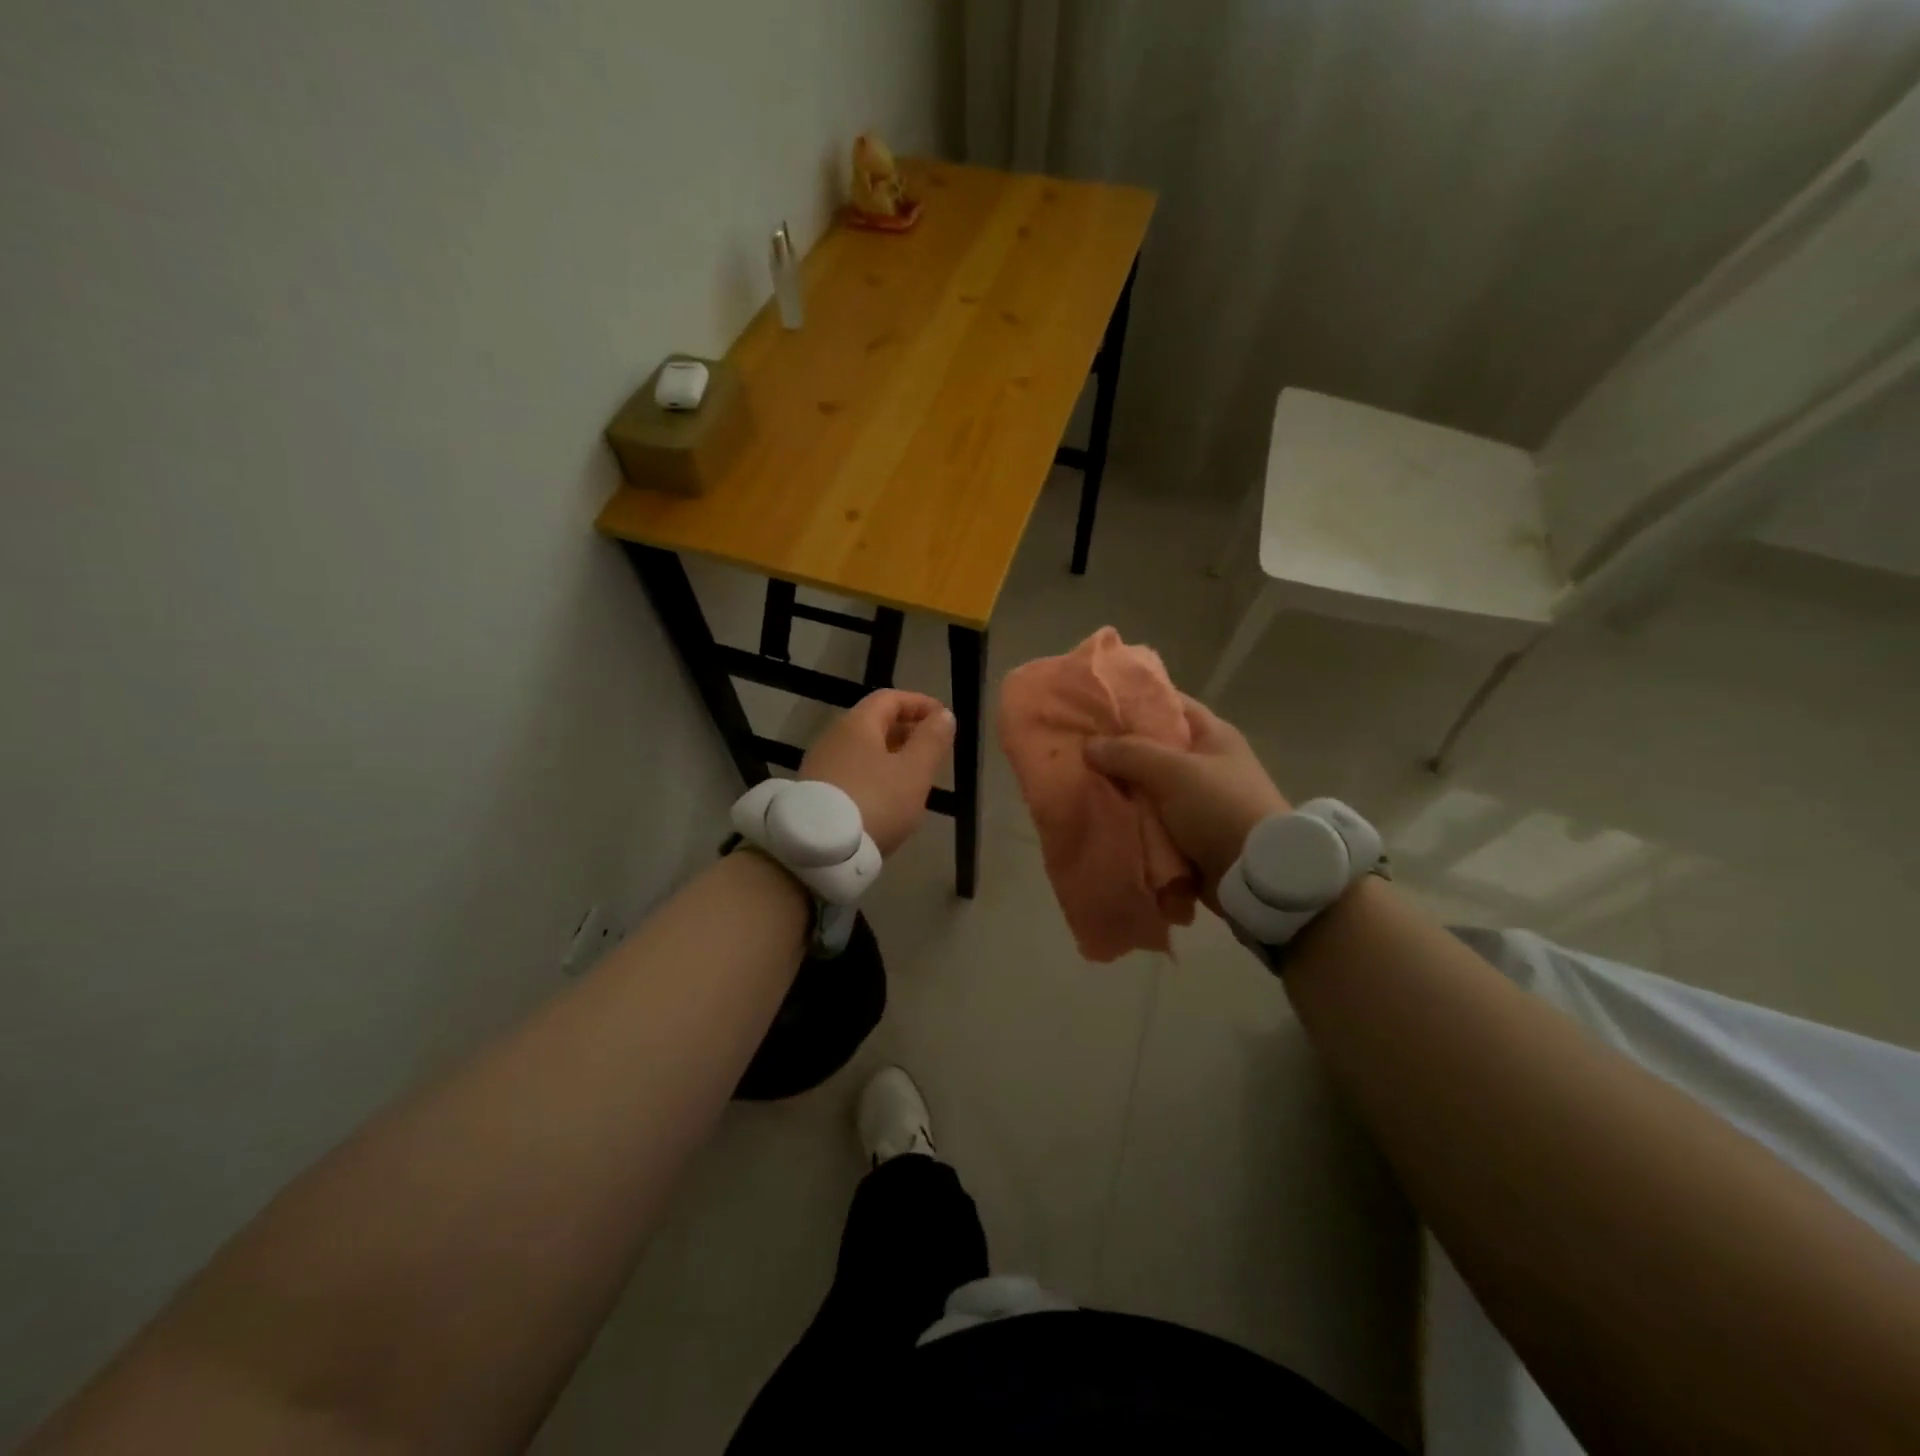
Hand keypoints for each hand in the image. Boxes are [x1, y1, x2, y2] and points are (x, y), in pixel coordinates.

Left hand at [801, 689, 954, 856]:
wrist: (819, 850)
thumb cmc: (875, 802)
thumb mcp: (914, 772)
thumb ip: (931, 741)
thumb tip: (943, 714)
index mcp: (858, 724)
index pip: (890, 699)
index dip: (920, 704)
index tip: (943, 718)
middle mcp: (834, 737)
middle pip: (874, 723)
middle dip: (907, 731)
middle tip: (933, 750)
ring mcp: (820, 765)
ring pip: (863, 750)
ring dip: (891, 756)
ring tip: (915, 777)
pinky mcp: (814, 792)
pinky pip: (852, 772)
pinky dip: (875, 775)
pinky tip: (887, 799)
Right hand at [1084, 695, 1288, 902]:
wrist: (1255, 876)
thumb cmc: (1219, 808)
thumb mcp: (1173, 772)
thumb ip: (1129, 753)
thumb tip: (1089, 745)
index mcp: (1212, 735)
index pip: (1168, 703)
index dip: (1133, 700)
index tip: (1095, 704)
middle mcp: (1206, 762)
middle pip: (1153, 746)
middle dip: (1117, 749)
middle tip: (1077, 745)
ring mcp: (1198, 799)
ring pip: (1147, 784)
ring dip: (1120, 787)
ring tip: (1079, 780)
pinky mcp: (1190, 831)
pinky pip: (1151, 816)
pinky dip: (1130, 816)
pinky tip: (1099, 812)